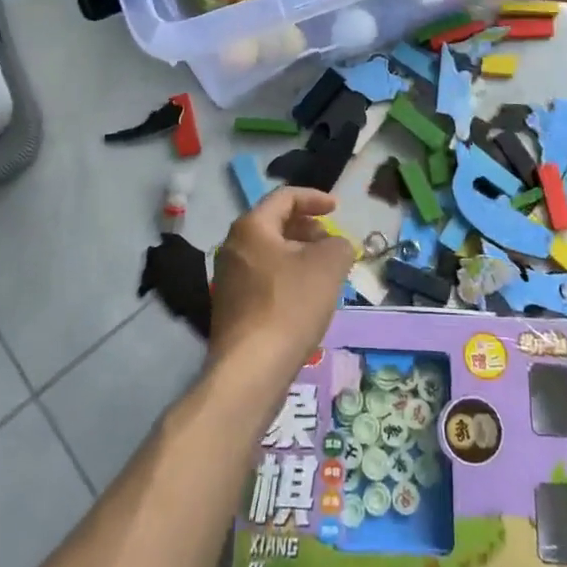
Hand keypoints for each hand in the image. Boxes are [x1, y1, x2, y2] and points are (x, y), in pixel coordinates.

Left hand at [208, 187, 350, 377]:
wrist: (251, 369)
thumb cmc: (290, 305)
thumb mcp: (329, 265)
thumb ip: (338, 244)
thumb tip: (335, 246)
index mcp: (251, 227)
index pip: (284, 197)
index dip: (314, 198)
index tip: (337, 209)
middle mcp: (232, 246)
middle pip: (274, 225)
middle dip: (307, 229)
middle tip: (332, 243)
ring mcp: (228, 279)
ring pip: (269, 254)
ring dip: (298, 255)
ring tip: (324, 273)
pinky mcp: (231, 307)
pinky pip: (263, 279)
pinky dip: (287, 277)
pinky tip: (306, 299)